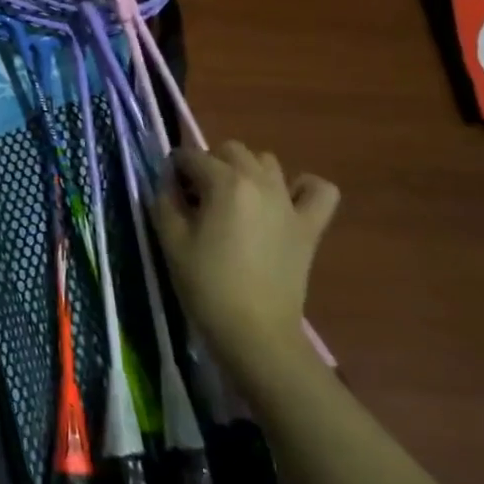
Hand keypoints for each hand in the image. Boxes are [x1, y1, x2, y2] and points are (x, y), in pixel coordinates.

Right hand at [150, 141, 339, 369]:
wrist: (254, 332)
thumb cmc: (206, 285)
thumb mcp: (171, 241)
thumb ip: (165, 201)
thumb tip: (168, 181)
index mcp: (224, 182)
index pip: (191, 156)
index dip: (174, 169)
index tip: (168, 189)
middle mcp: (259, 181)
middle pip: (231, 150)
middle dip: (210, 164)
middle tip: (198, 196)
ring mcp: (289, 201)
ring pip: (267, 162)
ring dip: (247, 171)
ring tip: (234, 200)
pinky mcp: (310, 225)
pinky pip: (318, 189)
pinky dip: (302, 188)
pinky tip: (284, 202)